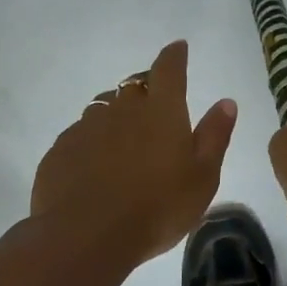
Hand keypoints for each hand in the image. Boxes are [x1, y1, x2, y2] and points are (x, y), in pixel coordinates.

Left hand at [31, 40, 237, 264]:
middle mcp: (122, 108)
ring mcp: (86, 127)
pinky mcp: (60, 150)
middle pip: (134, 86)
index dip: (174, 56)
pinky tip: (95, 167)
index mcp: (162, 111)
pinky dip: (91, 142)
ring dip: (116, 115)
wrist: (86, 237)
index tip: (178, 48)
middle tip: (154, 108)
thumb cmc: (158, 208)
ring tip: (124, 142)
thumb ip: (214, 135)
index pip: (169, 69)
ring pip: (104, 108)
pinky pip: (79, 135)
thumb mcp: (203, 177)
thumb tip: (226, 101)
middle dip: (145, 88)